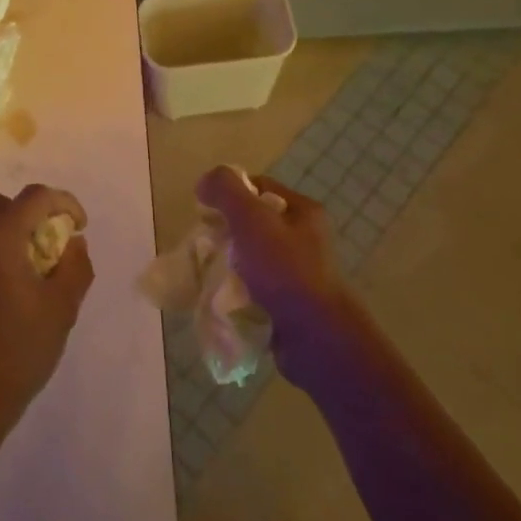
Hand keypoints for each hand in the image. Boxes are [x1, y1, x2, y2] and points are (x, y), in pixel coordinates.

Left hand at [0, 184, 93, 439]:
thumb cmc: (17, 351)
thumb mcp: (61, 309)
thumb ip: (75, 266)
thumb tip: (73, 243)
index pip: (34, 197)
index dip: (64, 203)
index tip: (80, 228)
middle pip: (2, 204)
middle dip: (32, 214)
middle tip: (53, 244)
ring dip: (10, 233)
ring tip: (32, 269)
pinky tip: (6, 291)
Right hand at [195, 166, 359, 378]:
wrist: (316, 338)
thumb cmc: (285, 270)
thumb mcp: (252, 219)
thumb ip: (226, 191)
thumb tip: (205, 182)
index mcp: (303, 212)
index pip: (258, 187)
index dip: (229, 193)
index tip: (206, 212)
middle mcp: (304, 238)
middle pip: (253, 222)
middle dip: (225, 232)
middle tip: (205, 245)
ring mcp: (298, 273)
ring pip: (251, 256)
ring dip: (228, 264)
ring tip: (209, 274)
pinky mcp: (289, 303)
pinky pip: (254, 287)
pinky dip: (237, 290)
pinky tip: (223, 298)